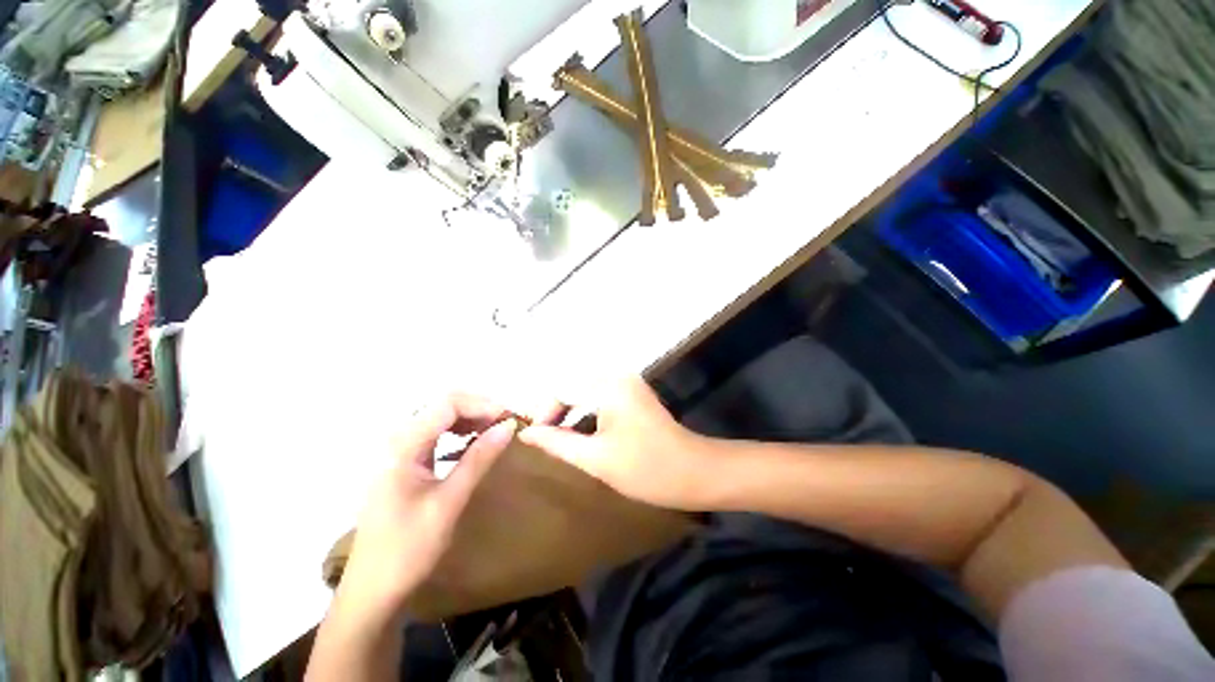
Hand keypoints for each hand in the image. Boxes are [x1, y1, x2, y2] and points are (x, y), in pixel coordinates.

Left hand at [337, 394, 519, 619]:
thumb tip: (508, 425)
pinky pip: (433, 432)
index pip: (447, 404)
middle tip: (504, 424)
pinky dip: (457, 431)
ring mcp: (396, 450)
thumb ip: (479, 458)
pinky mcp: (401, 461)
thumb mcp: (450, 501)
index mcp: (402, 446)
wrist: (372, 590)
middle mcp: (395, 439)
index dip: (481, 404)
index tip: (508, 418)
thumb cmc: (409, 548)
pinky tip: (471, 443)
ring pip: (438, 416)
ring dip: (469, 418)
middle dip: (477, 408)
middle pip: (442, 405)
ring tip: (493, 431)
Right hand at [519, 376, 711, 510]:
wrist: (694, 471)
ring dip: (571, 411)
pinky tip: (582, 431)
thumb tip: (527, 433)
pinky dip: (587, 411)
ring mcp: (628, 382)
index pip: (562, 389)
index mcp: (608, 386)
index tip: (535, 438)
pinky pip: (600, 395)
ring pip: (585, 390)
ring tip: (559, 436)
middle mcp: (617, 375)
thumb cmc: (645, 468)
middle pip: (573, 385)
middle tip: (545, 438)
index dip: (544, 413)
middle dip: (557, 411)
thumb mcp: (595, 458)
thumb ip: (557, 442)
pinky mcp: (633, 391)